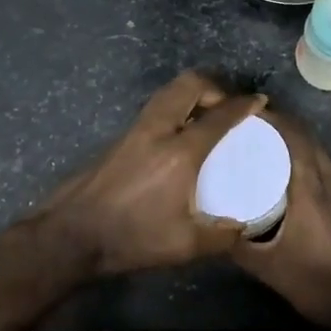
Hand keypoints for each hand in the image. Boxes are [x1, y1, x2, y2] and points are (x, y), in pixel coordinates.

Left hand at [29, 71, 265, 277]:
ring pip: (167, 93)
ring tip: (205, 116)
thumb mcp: (184, 245)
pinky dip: (173, 109)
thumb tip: (243, 227)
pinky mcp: (119, 139)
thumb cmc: (132, 238)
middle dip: (214, 86)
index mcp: (179, 153)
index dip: (243, 105)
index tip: (258, 102)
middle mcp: (157, 130)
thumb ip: (220, 235)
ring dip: (190, 94)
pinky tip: (177, 136)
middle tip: (227, 105)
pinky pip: (154, 109)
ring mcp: (134, 131)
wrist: (72, 235)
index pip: (218, 117)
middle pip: (188, 85)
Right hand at [232, 112, 330, 330]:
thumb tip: (207, 224)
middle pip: (307, 140)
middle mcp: (328, 184)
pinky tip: (289, 173)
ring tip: (265, 142)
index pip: (293, 140)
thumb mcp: (268, 268)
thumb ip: (238, 244)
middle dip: (281, 125)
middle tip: (250, 124)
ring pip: (318, 153)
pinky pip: (324, 168)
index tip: (246, 113)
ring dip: (296, 140)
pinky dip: (306, 158)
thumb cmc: (317, 284)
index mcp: (309, 191)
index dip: (273, 120)